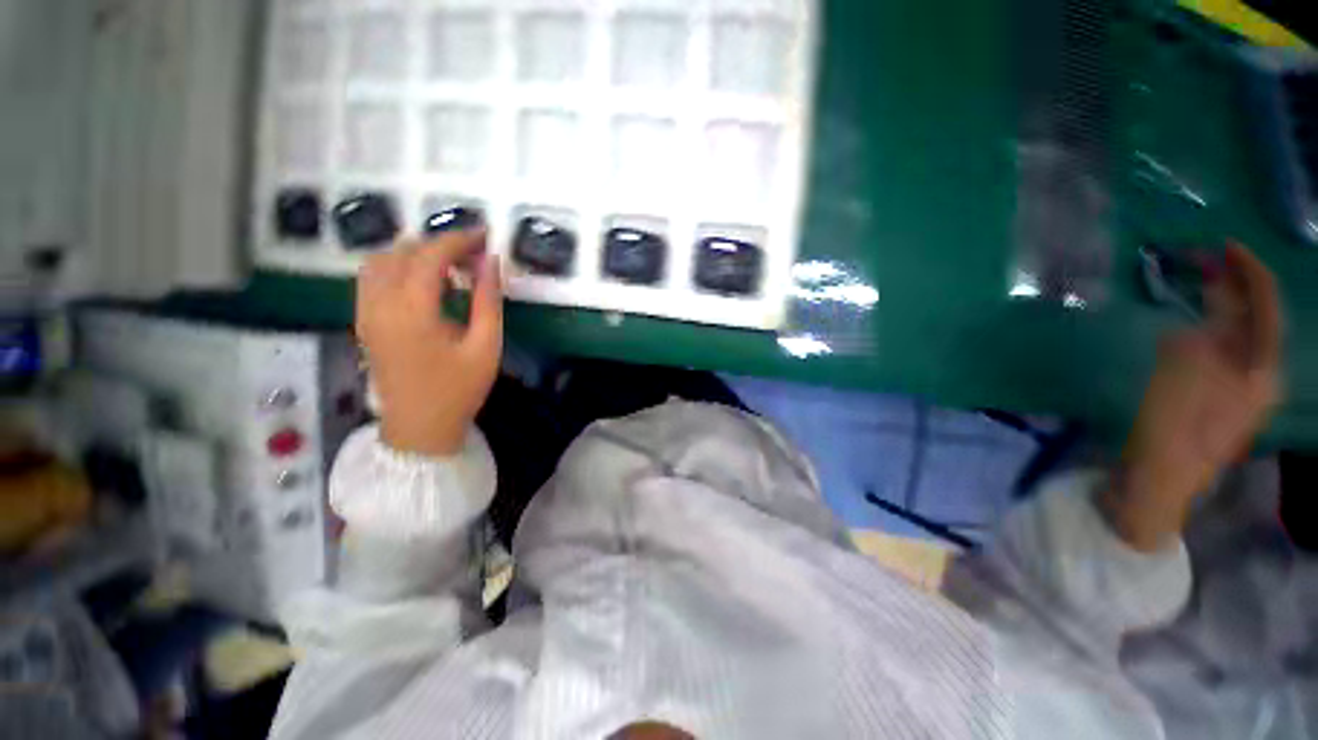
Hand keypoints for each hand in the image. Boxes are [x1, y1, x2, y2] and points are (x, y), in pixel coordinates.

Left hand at [356, 231, 502, 456]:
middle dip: (440, 245)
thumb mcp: (486, 347)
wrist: (419, 427)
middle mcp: (379, 304)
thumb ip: (489, 301)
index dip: (459, 240)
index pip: (429, 255)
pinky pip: (374, 277)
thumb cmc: (459, 390)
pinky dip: (399, 268)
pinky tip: (426, 283)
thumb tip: (492, 263)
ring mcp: (365, 311)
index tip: (485, 236)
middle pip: (402, 251)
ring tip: (451, 268)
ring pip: (381, 260)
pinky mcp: (364, 320)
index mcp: (411, 311)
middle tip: (474, 257)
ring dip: (416, 254)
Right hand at [1102, 244, 1282, 550]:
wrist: (1156, 480)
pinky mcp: (1209, 398)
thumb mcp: (1183, 376)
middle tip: (1208, 258)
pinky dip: (1203, 331)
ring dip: (1218, 307)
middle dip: (1235, 287)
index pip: (1267, 309)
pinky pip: (1214, 353)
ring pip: (1233, 336)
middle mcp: (1256, 378)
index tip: (1228, 245)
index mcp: (1262, 373)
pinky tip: (1186, 324)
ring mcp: (1233, 390)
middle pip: (1254, 320)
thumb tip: (1198, 317)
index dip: (1251, 273)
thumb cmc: (1171, 429)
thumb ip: (1198, 338)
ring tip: (1199, 282)